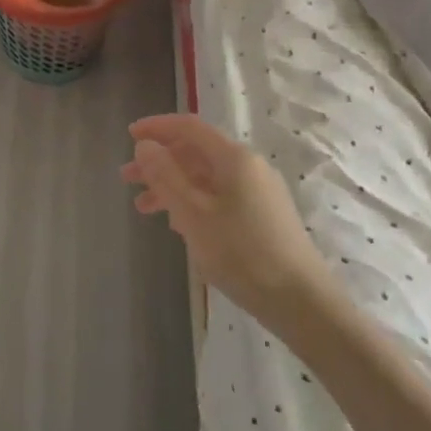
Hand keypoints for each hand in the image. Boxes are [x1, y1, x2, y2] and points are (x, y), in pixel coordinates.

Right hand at [124, 115, 330, 331]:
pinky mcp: (264, 216)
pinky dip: (193, 203)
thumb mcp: (193, 214)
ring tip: (144, 209)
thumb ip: (165, 176)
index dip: (156, 127)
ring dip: (172, 187)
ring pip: (206, 178)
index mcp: (234, 158)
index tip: (129, 135)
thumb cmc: (242, 253)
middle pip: (196, 153)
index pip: (189, 127)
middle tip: (127, 178)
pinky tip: (179, 225)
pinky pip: (219, 197)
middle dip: (159, 162)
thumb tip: (145, 144)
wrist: (302, 302)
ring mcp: (259, 192)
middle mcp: (249, 167)